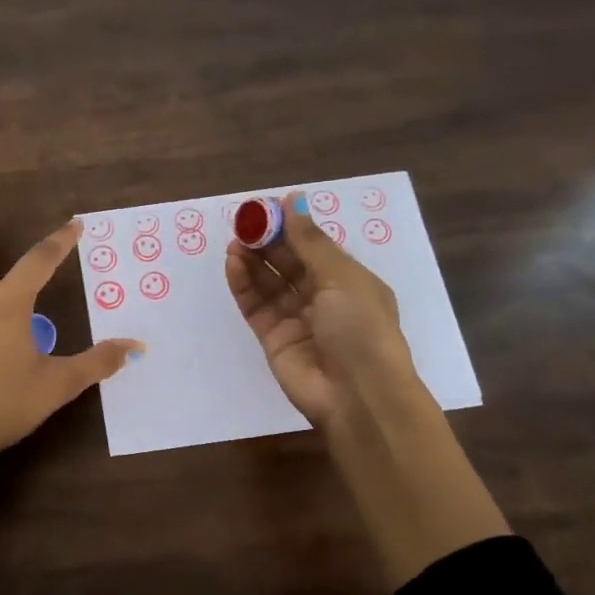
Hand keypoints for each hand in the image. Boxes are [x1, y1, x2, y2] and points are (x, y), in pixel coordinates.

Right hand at [225, 192, 417, 429]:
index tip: (268, 207)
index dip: (292, 227)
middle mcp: (323, 299)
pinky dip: (243, 284)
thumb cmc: (361, 328)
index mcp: (349, 282)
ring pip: (269, 283)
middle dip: (268, 242)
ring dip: (253, 260)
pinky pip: (255, 305)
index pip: (315, 247)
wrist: (357, 395)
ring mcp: (296, 319)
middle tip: (245, 222)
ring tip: (236, 242)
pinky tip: (233, 263)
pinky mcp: (273, 338)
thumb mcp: (342, 278)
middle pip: (289, 263)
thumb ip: (310, 241)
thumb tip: (293, 200)